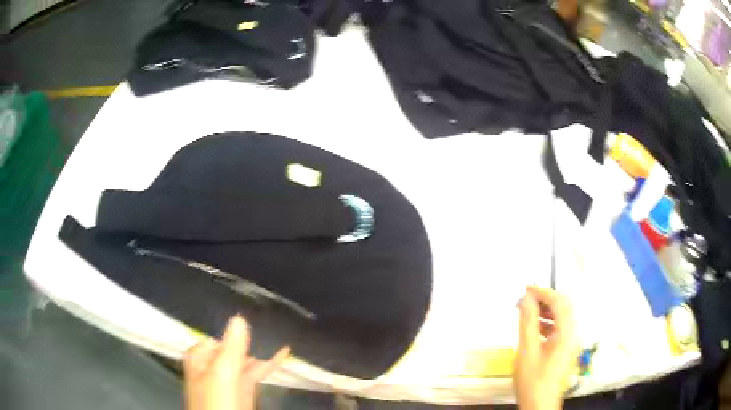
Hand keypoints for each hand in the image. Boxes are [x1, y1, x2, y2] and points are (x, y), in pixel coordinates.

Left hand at [183, 316, 289, 409]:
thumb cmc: (217, 402)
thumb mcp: (222, 374)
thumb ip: (231, 348)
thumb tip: (239, 317)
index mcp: (201, 357)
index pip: (219, 333)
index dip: (237, 324)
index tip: (257, 310)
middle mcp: (213, 364)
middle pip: (233, 345)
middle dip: (252, 335)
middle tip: (274, 317)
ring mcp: (229, 378)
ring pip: (247, 358)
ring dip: (262, 348)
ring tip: (282, 330)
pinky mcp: (244, 389)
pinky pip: (256, 371)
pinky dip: (269, 363)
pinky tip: (284, 353)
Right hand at [514, 287, 578, 409]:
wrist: (539, 405)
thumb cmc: (533, 379)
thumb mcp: (527, 351)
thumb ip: (528, 323)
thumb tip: (526, 299)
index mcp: (567, 332)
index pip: (560, 302)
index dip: (543, 292)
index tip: (525, 289)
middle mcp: (573, 334)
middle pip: (564, 307)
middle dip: (545, 300)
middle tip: (525, 299)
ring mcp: (570, 343)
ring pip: (561, 318)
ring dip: (545, 311)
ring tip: (526, 312)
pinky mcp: (565, 350)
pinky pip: (558, 329)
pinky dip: (547, 324)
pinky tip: (533, 329)